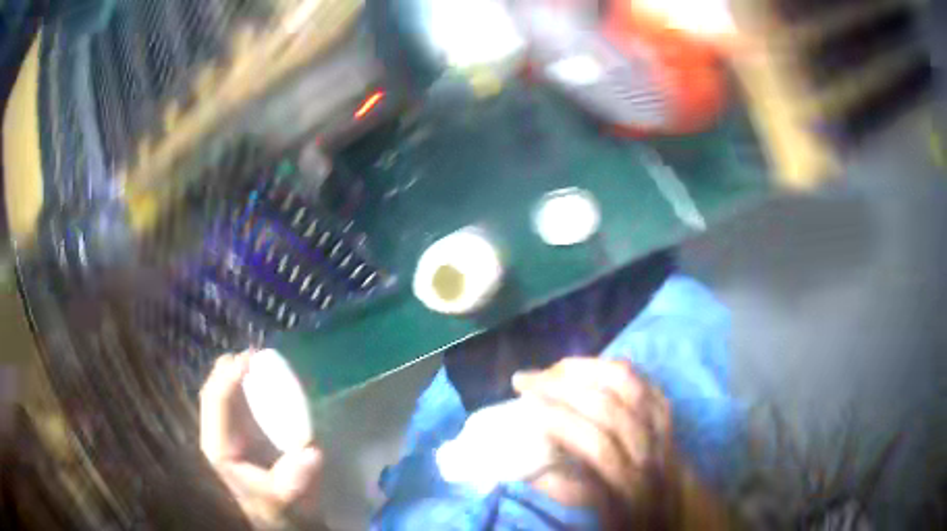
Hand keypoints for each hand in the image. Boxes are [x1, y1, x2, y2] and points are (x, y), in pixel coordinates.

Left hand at [200, 351, 322, 529]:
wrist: (280, 515)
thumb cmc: (281, 506)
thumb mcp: (289, 497)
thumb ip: (296, 478)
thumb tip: (311, 451)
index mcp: (220, 447)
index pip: (216, 403)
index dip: (228, 378)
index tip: (250, 360)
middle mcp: (218, 432)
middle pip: (214, 390)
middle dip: (230, 368)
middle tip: (256, 352)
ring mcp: (227, 429)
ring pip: (222, 390)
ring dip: (236, 371)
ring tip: (258, 357)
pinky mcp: (240, 428)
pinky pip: (236, 397)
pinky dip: (246, 382)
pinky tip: (261, 374)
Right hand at [513, 358, 677, 525]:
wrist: (679, 501)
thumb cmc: (633, 511)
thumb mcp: (597, 512)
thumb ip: (566, 490)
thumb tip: (530, 463)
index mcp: (632, 484)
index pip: (599, 447)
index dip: (561, 422)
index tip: (527, 408)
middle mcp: (651, 449)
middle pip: (610, 409)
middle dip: (563, 387)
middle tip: (526, 380)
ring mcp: (663, 425)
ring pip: (629, 386)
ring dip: (586, 369)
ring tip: (553, 367)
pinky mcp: (667, 411)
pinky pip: (642, 380)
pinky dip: (612, 368)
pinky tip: (589, 366)